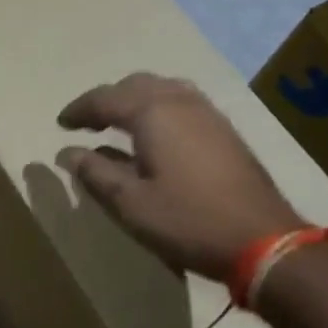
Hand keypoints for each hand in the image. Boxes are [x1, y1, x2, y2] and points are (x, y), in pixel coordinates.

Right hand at [58, 73, 304, 282]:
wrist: (265, 241)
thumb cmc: (189, 221)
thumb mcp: (130, 204)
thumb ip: (95, 173)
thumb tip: (68, 152)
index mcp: (151, 112)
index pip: (104, 99)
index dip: (79, 110)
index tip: (61, 124)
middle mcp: (178, 100)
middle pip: (134, 85)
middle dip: (107, 100)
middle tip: (89, 122)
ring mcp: (206, 112)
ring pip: (162, 88)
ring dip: (135, 99)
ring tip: (121, 122)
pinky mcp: (225, 129)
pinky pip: (182, 100)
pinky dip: (159, 106)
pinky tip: (159, 133)